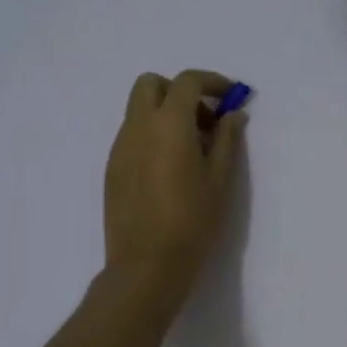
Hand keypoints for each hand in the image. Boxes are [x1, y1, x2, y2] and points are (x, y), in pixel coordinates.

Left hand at [103, 69, 245, 299]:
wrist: (147, 264)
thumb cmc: (193, 221)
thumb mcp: (221, 179)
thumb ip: (228, 139)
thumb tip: (234, 114)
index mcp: (168, 124)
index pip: (187, 81)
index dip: (212, 82)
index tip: (231, 97)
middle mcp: (138, 127)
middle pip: (151, 84)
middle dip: (180, 91)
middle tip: (206, 120)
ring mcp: (120, 148)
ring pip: (139, 110)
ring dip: (166, 114)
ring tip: (193, 150)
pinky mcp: (112, 169)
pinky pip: (133, 136)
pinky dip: (153, 135)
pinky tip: (171, 169)